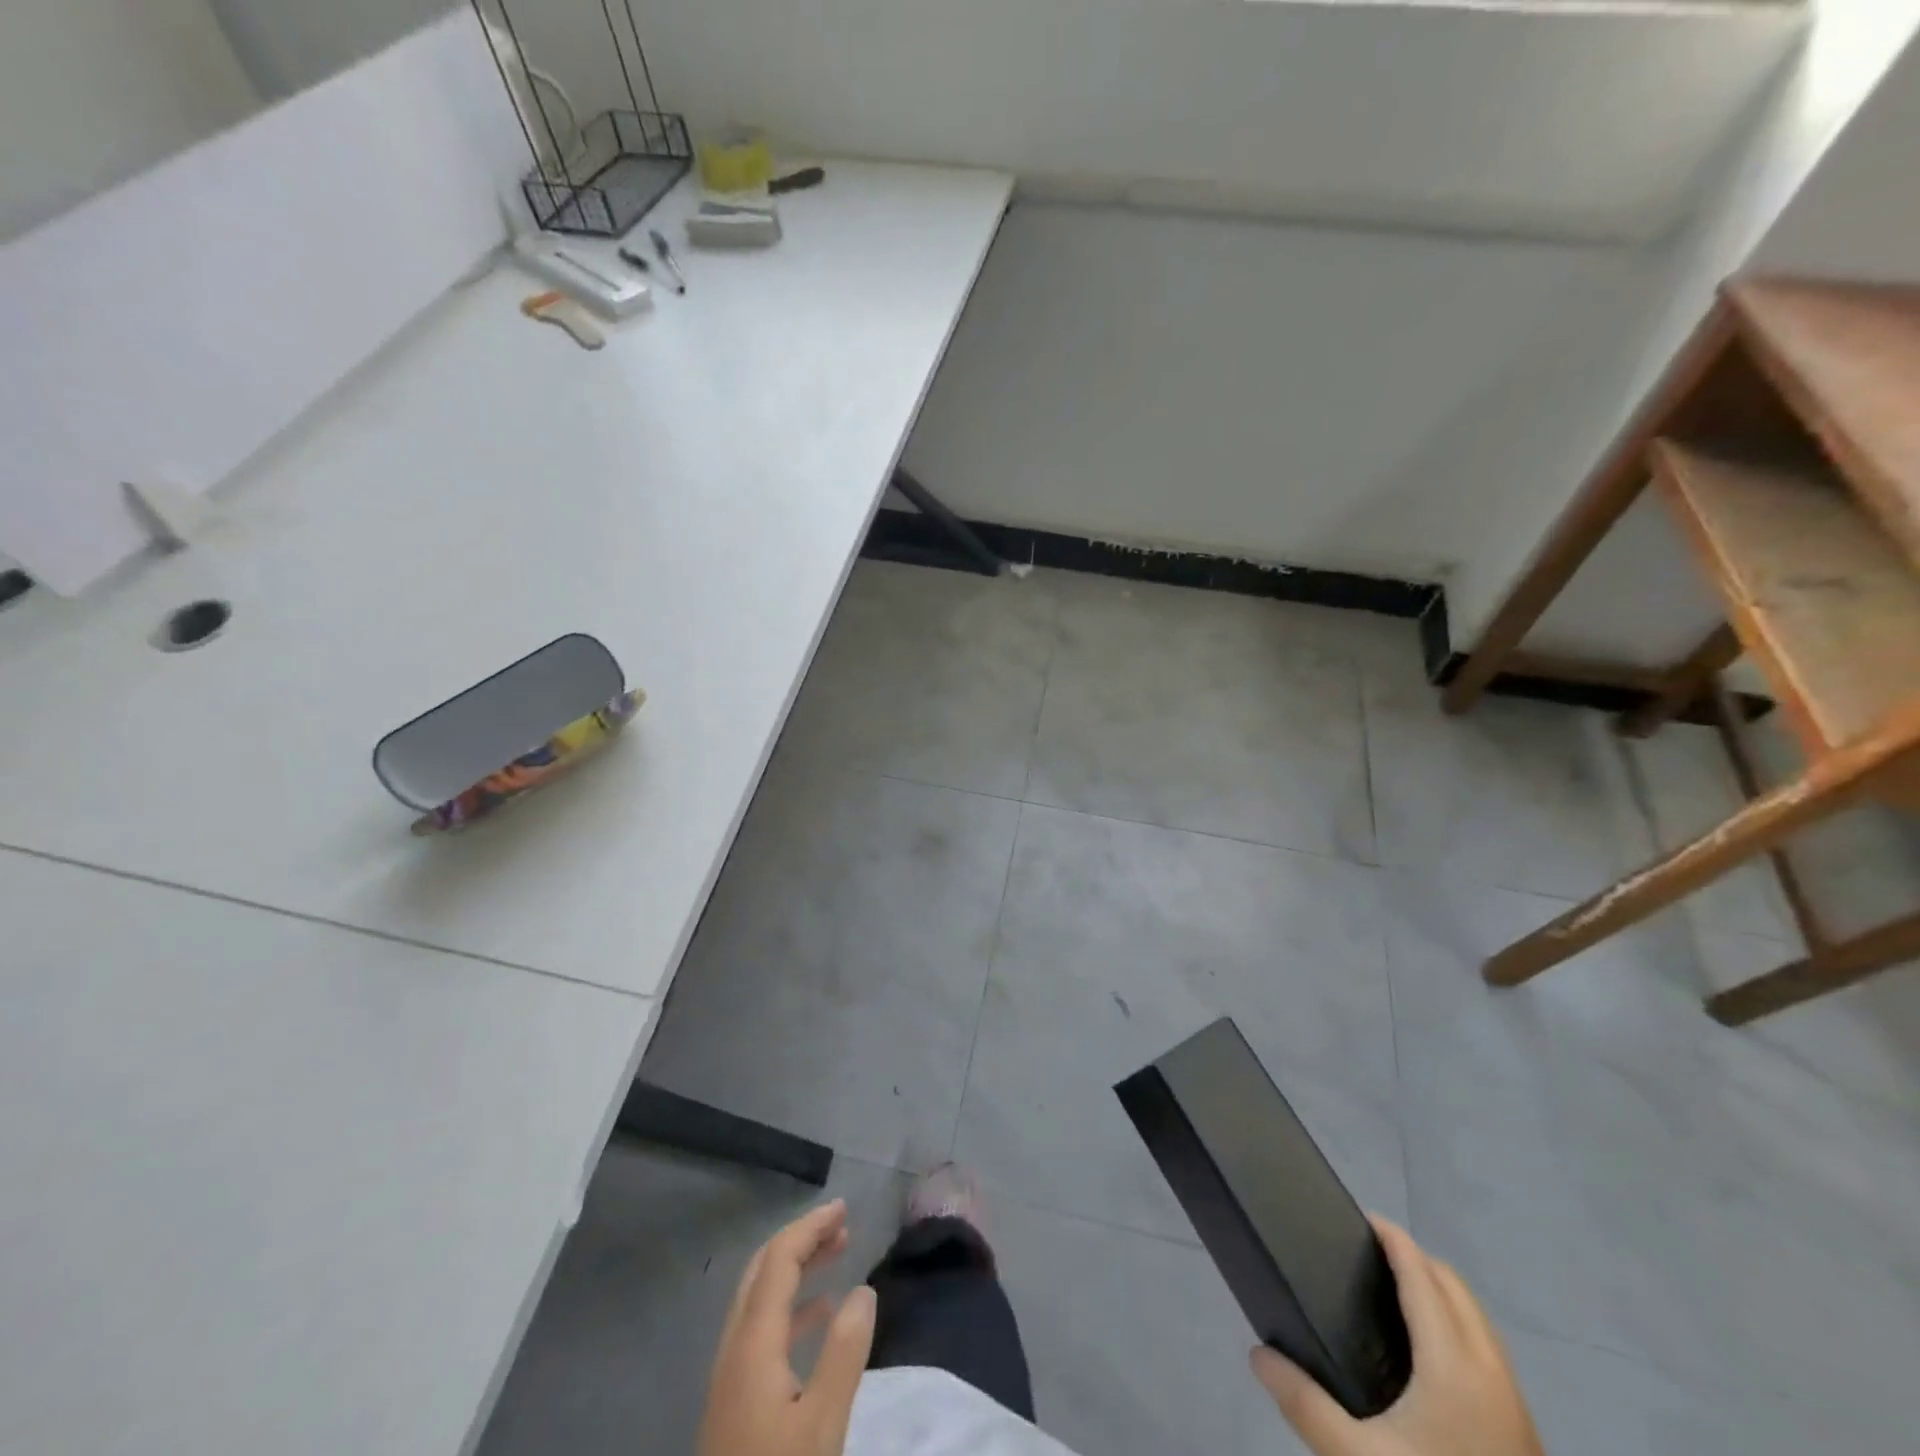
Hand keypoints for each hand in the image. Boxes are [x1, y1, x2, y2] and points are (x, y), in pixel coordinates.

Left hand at [697, 1200, 877, 1455]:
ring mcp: (731, 1376)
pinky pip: (763, 1328)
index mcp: (752, 1344)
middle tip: (842, 1225)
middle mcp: (734, 1348)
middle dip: (802, 1239)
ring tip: (837, 1255)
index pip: (779, 1261)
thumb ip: (844, 1353)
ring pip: (761, 1298)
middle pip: (763, 1271)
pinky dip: (792, 1305)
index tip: (843, 1208)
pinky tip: (821, 1316)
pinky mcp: (735, 1401)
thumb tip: (864, 1289)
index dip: (810, 1227)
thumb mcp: (822, 1425)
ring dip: (798, 1269)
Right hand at [1251, 1217, 1543, 1455]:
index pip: (1421, 1273)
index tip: (1357, 1218)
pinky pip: (1488, 1351)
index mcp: (1453, 1363)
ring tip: (1392, 1297)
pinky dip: (1457, 1325)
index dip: (1391, 1237)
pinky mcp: (1524, 1433)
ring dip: (1439, 1291)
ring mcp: (1515, 1404)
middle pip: (1454, 1286)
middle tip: (1367, 1256)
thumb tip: (1257, 1354)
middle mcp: (1491, 1371)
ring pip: (1478, 1319)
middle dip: (1414, 1258)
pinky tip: (1428, 1357)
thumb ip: (1305, 1404)